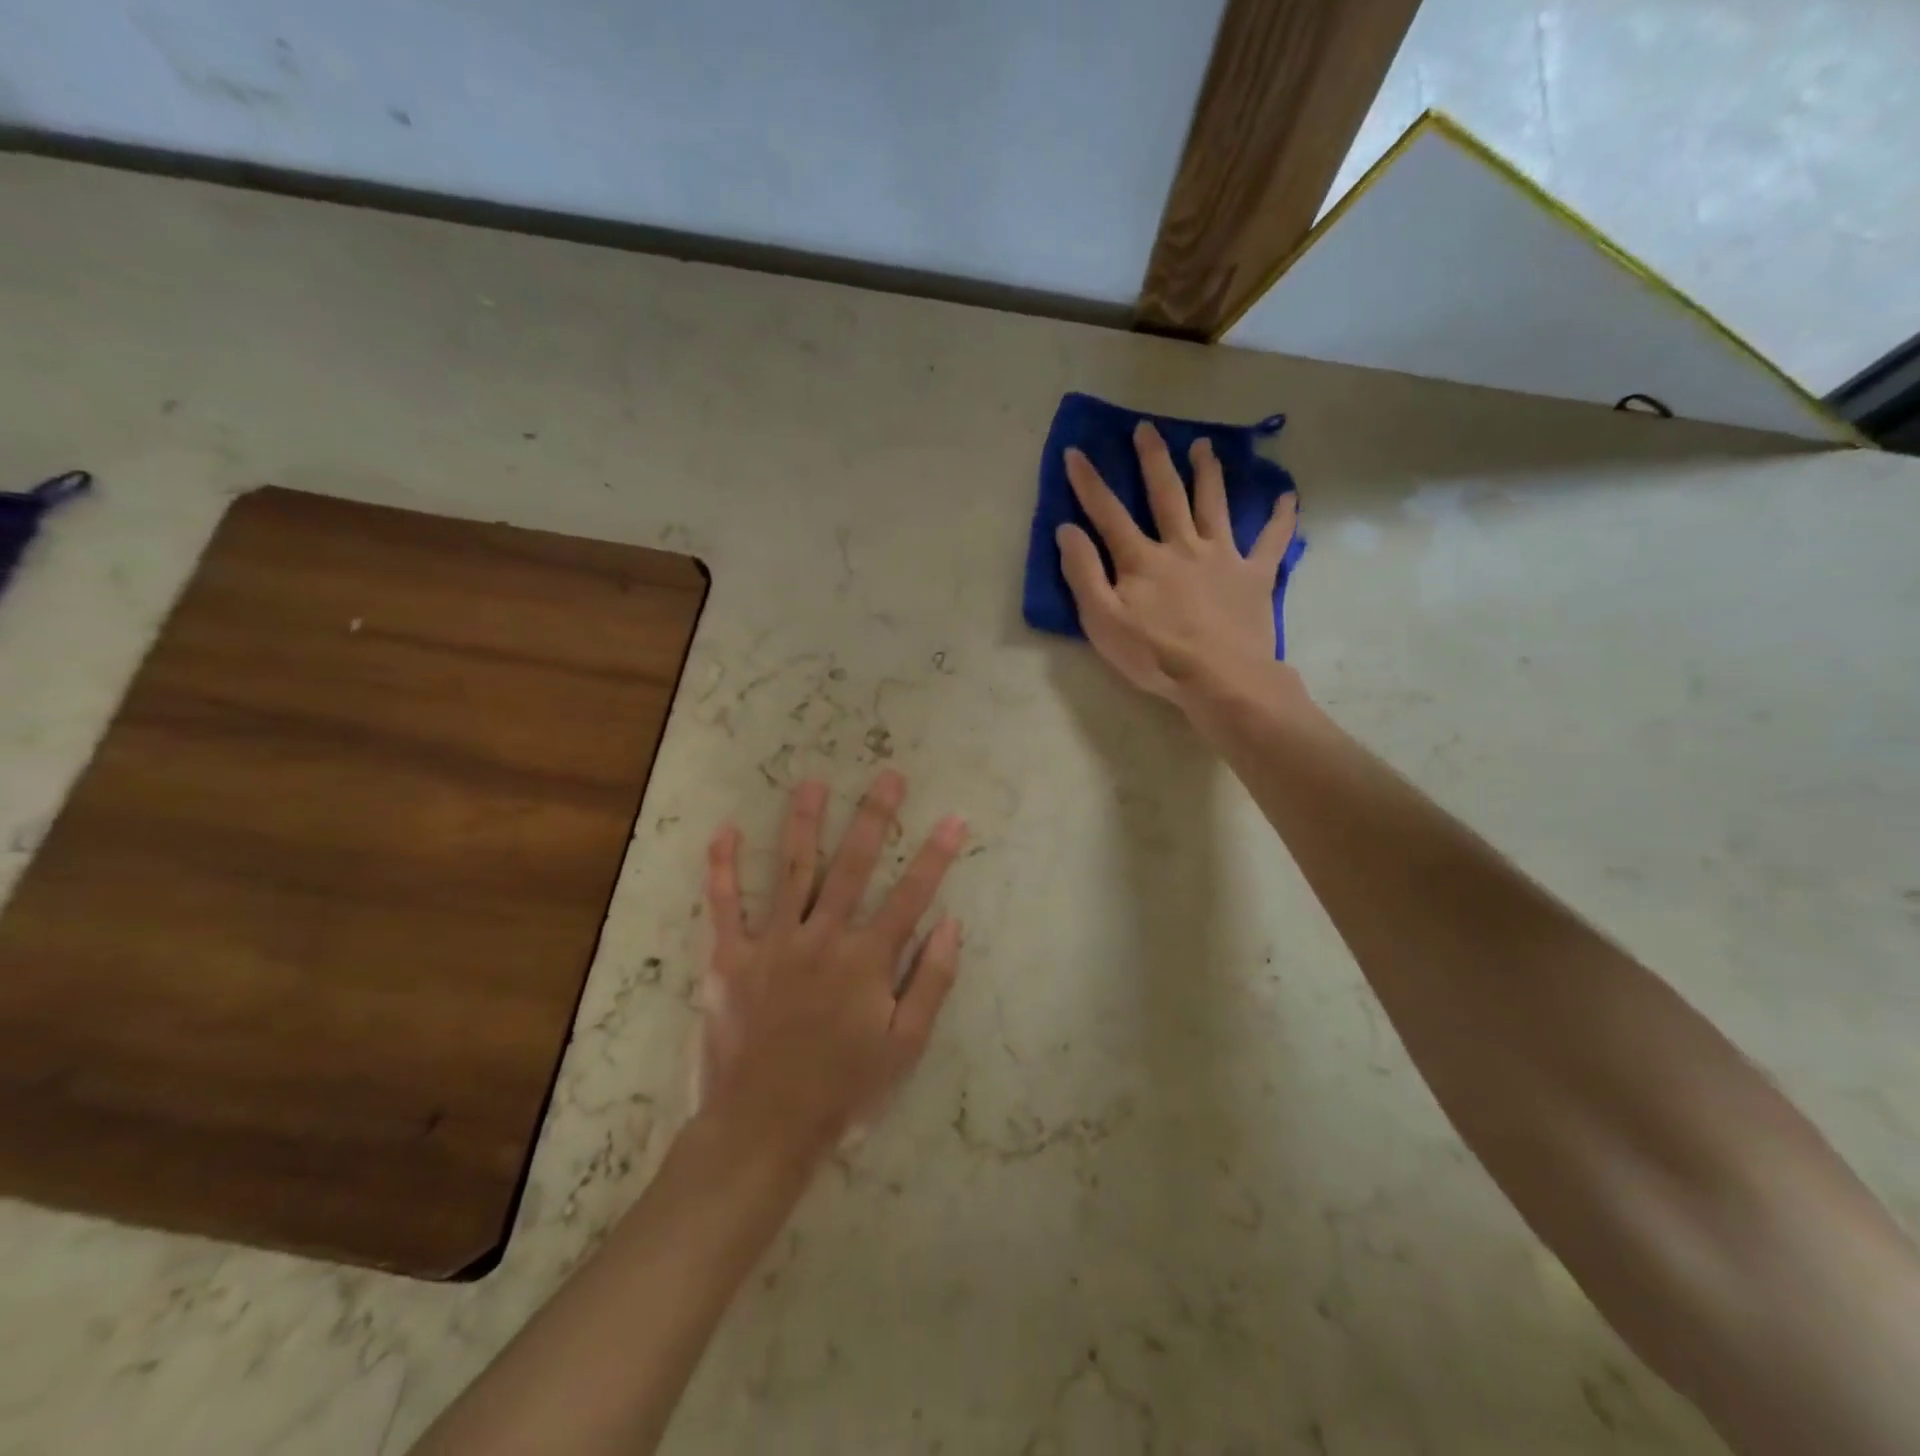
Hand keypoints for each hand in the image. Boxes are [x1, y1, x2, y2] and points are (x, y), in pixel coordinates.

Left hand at [700, 771, 966, 1161]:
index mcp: (866, 959)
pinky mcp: (730, 958)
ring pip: (792, 869)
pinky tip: (723, 830)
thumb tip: (951, 923)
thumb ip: (932, 981)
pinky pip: (724, 905)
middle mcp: (822, 937)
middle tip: (889, 776)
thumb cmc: (842, 1089)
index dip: (936, 855)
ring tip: (812, 783)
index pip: (910, 895)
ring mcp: (772, 943)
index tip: (953, 819)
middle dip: (875, 817)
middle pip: (853, 865)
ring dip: (804, 823)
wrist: (763, 1128)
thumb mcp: (905, 1046)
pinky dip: (722, 867)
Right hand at [1056, 420, 1297, 707]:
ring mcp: (1222, 557)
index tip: (1075, 453)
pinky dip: (1280, 518)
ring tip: (1204, 446)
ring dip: (1208, 472)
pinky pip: (1271, 541)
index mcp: (1142, 560)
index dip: (1089, 483)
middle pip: (1166, 494)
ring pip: (1214, 504)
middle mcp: (1182, 546)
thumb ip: (1084, 574)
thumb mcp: (1103, 622)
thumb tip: (1067, 530)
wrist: (1221, 680)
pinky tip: (1287, 496)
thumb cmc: (1154, 656)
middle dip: (1153, 459)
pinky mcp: (1254, 575)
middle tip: (1147, 428)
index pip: (1108, 513)